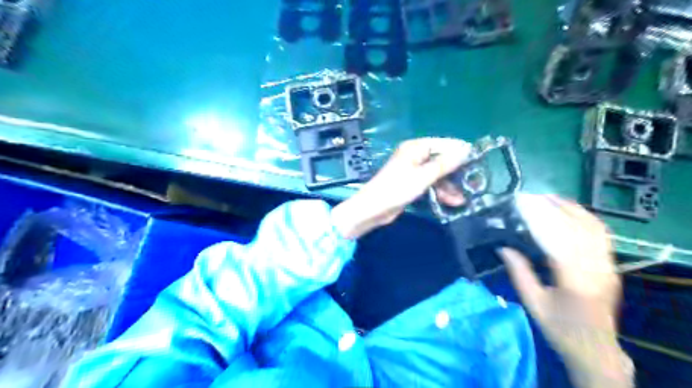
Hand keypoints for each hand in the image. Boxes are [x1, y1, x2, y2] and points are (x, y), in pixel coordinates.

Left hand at [329, 136, 469, 239]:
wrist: (373, 209)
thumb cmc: (397, 189)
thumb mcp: (423, 176)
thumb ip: (445, 164)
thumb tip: (465, 150)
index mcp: (415, 148)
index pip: (443, 144)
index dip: (460, 152)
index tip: (478, 161)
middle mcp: (415, 156)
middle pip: (441, 160)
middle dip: (456, 173)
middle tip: (474, 183)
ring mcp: (413, 170)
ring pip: (437, 174)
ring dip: (449, 186)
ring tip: (462, 199)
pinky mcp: (412, 184)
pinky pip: (430, 184)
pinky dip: (440, 191)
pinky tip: (452, 202)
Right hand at [498, 195, 630, 386]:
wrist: (596, 349)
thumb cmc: (560, 329)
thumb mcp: (533, 303)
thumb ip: (519, 272)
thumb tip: (502, 246)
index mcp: (574, 280)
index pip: (556, 238)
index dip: (537, 217)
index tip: (521, 202)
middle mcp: (595, 268)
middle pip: (576, 227)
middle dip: (552, 207)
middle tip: (529, 195)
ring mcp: (607, 265)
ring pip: (593, 227)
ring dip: (570, 208)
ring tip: (548, 197)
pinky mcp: (611, 265)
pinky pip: (601, 234)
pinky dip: (585, 217)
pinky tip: (570, 211)